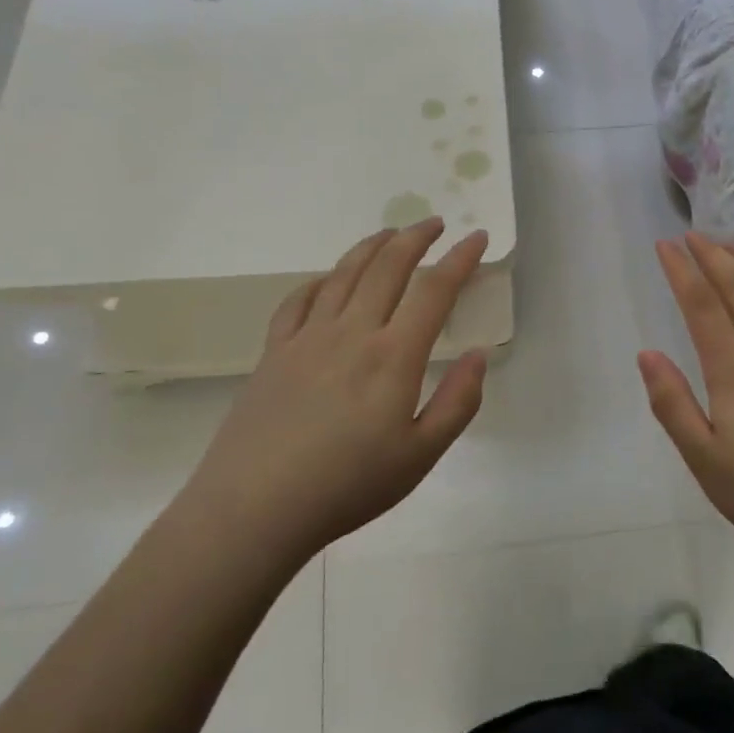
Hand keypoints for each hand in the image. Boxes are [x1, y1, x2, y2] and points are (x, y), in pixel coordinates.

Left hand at [187, 218, 488, 561]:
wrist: (255, 509)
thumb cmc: (347, 487)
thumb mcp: (421, 456)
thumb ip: (457, 402)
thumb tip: (478, 355)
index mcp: (393, 357)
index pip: (434, 291)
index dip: (460, 259)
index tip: (476, 237)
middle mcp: (351, 333)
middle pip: (387, 267)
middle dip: (415, 238)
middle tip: (434, 223)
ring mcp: (307, 338)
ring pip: (344, 274)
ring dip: (372, 246)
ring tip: (390, 233)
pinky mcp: (274, 352)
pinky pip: (299, 300)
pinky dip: (321, 279)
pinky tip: (329, 279)